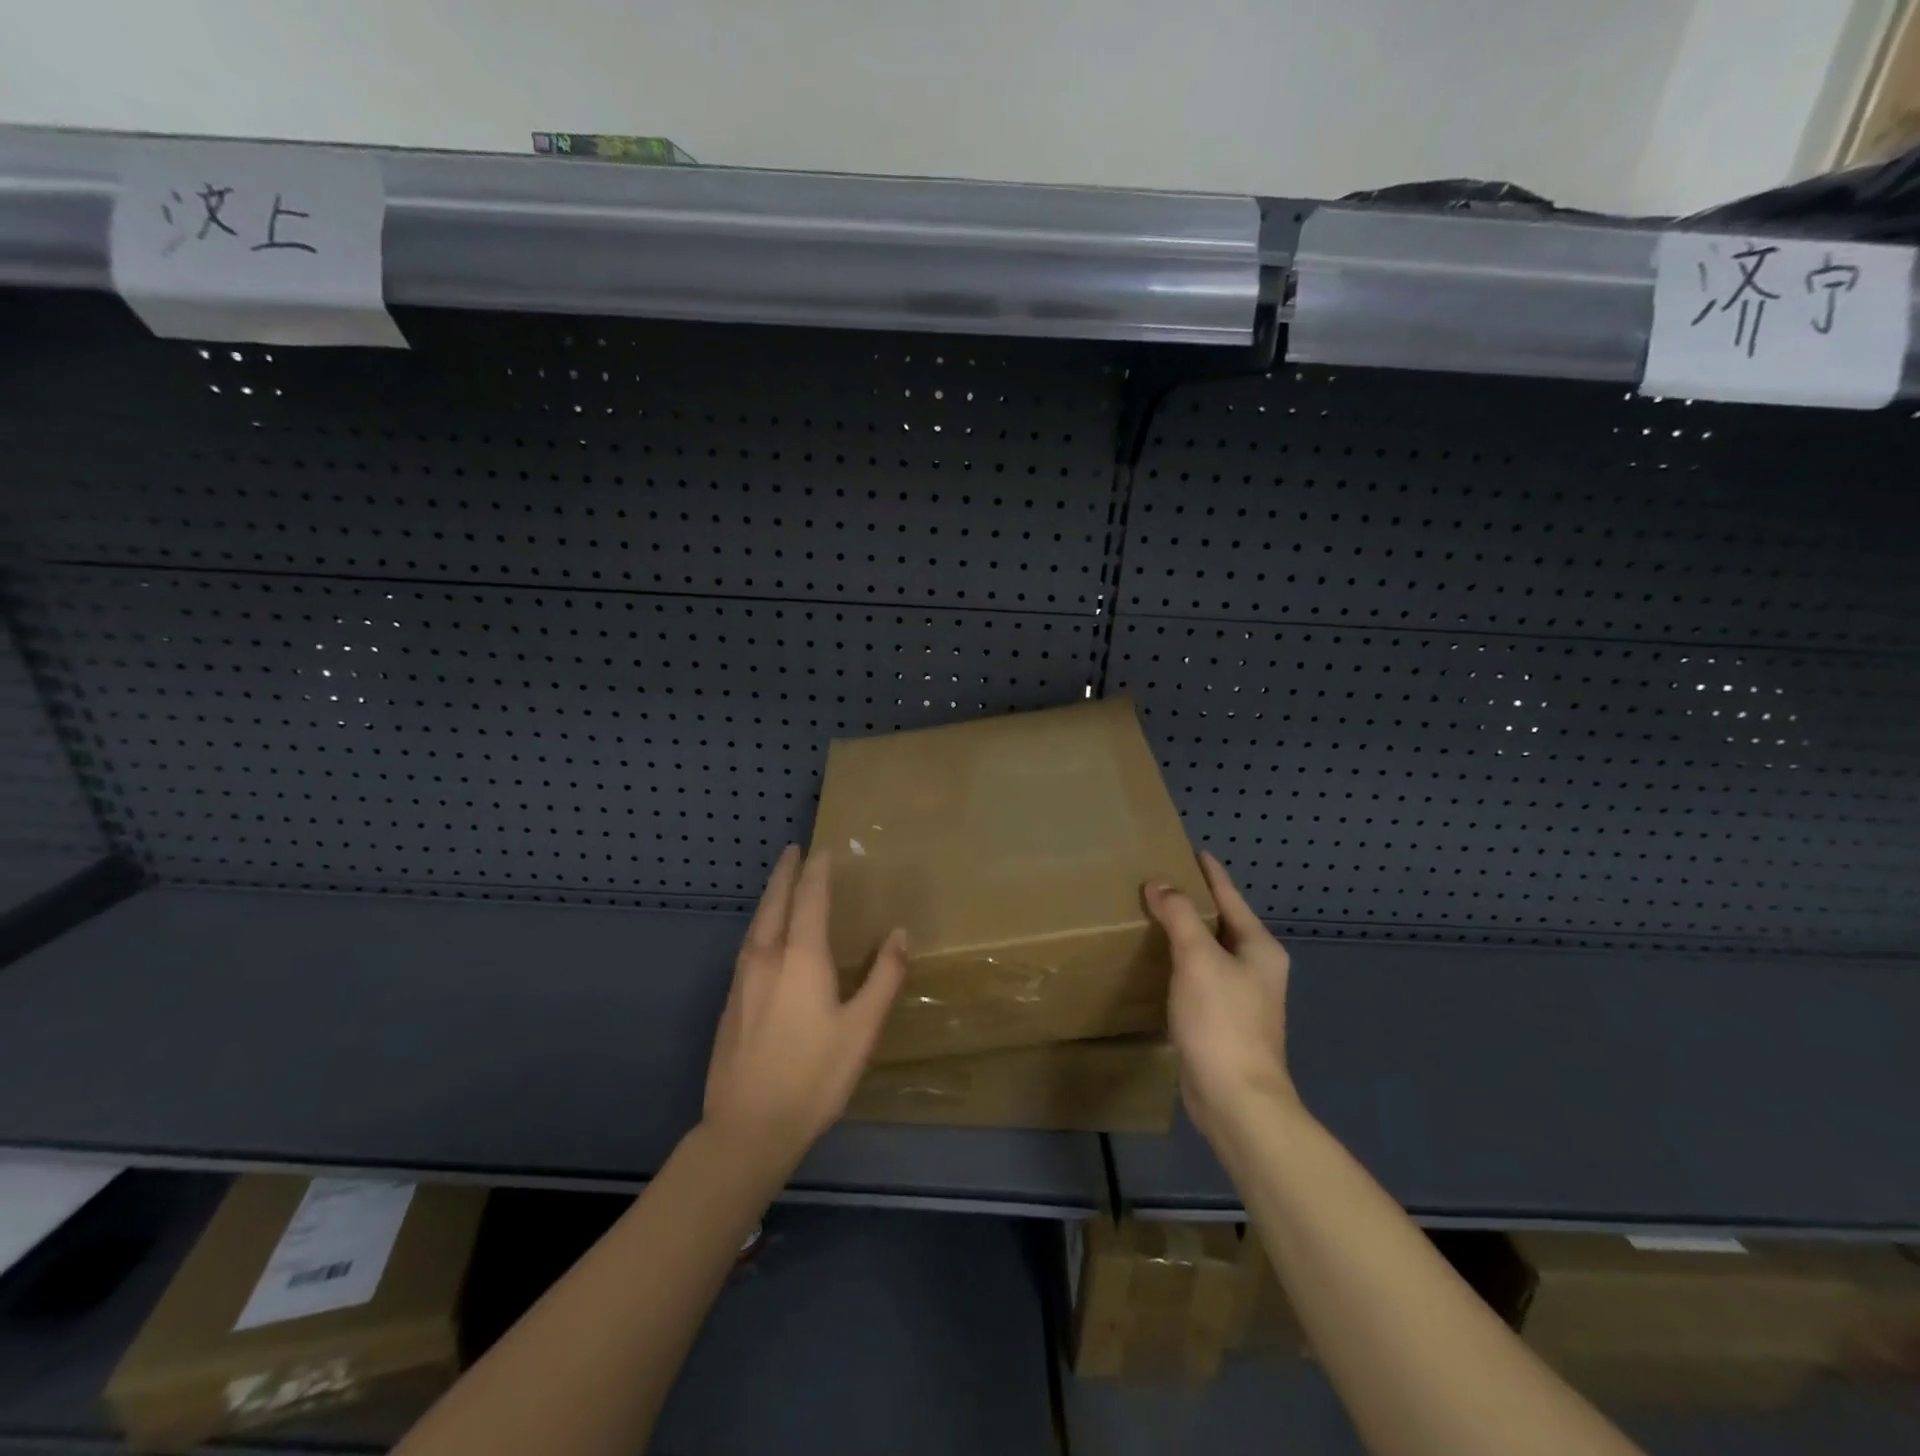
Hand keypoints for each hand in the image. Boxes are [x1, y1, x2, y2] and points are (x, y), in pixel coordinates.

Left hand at [703, 845, 906, 1170]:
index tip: (822, 849)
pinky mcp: (731, 1002)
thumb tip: (899, 934)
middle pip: (775, 903)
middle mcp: (767, 957)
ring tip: (780, 884)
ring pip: (756, 923)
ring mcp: (743, 980)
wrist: (748, 1127)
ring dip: (770, 897)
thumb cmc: (814, 1076)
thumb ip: (883, 978)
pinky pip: (748, 945)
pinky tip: (765, 937)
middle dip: (785, 874)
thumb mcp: (862, 1028)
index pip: (809, 899)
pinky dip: (760, 924)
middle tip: (793, 850)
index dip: (816, 871)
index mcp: (801, 958)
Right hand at [1144, 852, 1298, 1142]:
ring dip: (1184, 934)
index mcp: (1259, 948)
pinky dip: (1179, 964)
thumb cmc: (1222, 1021)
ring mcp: (1241, 997)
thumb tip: (1160, 883)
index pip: (1230, 897)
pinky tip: (1156, 963)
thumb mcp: (1198, 959)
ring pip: (1208, 952)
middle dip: (1193, 902)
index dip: (1210, 873)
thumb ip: (1179, 916)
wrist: (1236, 1100)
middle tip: (1158, 881)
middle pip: (1221, 923)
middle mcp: (1256, 968)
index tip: (1191, 850)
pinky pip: (1199, 978)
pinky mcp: (1222, 1021)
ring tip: (1151, 915)